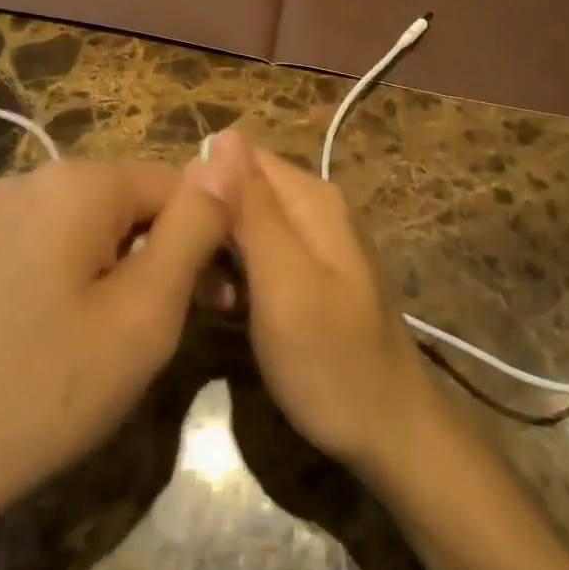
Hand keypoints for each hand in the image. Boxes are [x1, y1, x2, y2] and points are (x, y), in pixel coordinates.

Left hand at [0, 151, 243, 543]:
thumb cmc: (48, 389)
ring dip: (122, 267)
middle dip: (162, 253)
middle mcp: (29, 178)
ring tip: (121, 339)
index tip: (218, 302)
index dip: (207, 237)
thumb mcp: (145, 312)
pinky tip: (66, 334)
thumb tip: (230, 154)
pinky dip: (77, 275)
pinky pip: (49, 243)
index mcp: (75, 181)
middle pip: (129, 200)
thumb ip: (195, 227)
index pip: (175, 182)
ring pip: (90, 224)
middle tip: (171, 330)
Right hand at [224, 130, 432, 475]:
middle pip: (240, 188)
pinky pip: (259, 253)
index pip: (236, 156)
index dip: (199, 187)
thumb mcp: (283, 282)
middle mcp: (315, 206)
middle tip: (193, 276)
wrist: (392, 434)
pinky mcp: (310, 272)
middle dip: (208, 223)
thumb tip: (222, 135)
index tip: (177, 233)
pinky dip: (238, 273)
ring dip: (218, 252)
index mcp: (311, 197)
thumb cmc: (331, 361)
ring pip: (245, 222)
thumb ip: (252, 208)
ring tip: (211, 298)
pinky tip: (231, 307)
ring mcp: (315, 240)